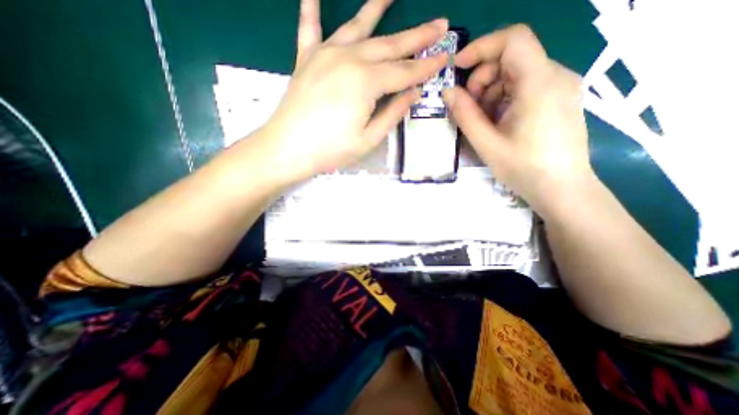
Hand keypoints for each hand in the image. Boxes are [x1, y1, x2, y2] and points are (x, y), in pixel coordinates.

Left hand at [257, 0, 446, 182]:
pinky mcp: (306, 59)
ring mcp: (325, 55)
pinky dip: (311, 6)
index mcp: (366, 82)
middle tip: (439, 24)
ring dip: (377, 7)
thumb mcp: (369, 138)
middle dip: (417, 36)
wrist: (288, 149)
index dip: (427, 67)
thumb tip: (412, 93)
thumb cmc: (331, 149)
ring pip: (358, 26)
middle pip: (390, 45)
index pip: (405, 72)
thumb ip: (392, 113)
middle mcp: (349, 58)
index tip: (445, 57)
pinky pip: (310, 27)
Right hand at [441, 24, 593, 216]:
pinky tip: (499, 122)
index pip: (513, 40)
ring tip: (483, 121)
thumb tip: (447, 91)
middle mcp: (555, 76)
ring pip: (517, 73)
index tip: (458, 68)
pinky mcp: (559, 99)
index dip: (481, 47)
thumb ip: (465, 115)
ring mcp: (560, 87)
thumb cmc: (524, 168)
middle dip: (483, 79)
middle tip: (468, 107)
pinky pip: (526, 86)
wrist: (562, 189)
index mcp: (540, 83)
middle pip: (512, 58)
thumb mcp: (487, 143)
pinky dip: (505, 98)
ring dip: (492, 92)